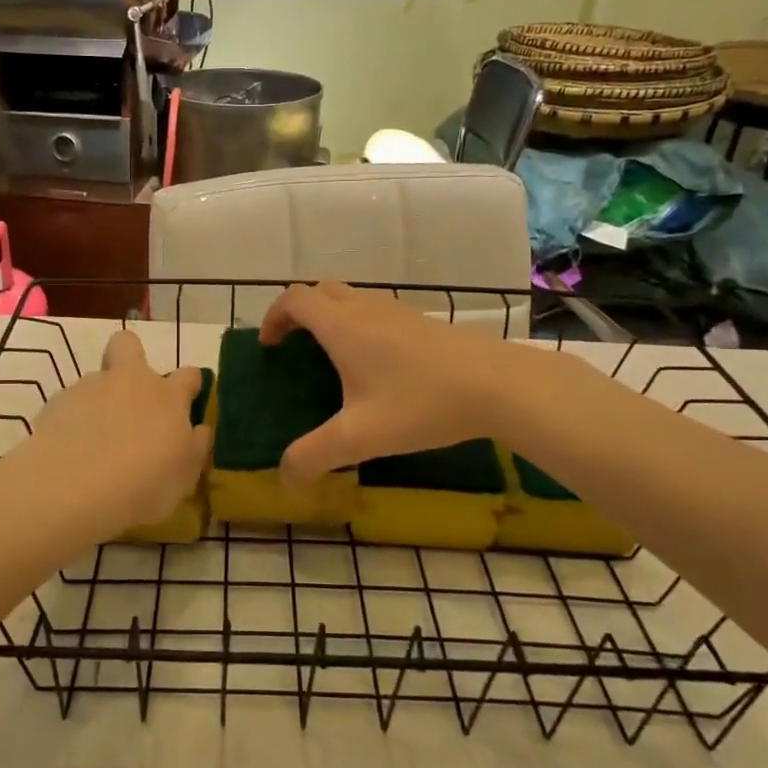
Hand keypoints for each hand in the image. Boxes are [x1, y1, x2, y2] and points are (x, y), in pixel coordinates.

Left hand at [11, 330, 211, 538]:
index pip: (188, 375)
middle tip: (130, 395)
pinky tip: (71, 452)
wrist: (73, 488)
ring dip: (100, 402)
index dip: (190, 385)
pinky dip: (73, 422)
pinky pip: (70, 405)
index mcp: (167, 396)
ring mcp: (90, 387)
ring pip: (97, 381)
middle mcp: (130, 380)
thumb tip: (200, 430)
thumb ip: (194, 448)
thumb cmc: (143, 484)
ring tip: (94, 443)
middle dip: (130, 357)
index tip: (188, 401)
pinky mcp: (57, 402)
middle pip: (129, 345)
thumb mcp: (184, 476)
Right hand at [261, 282, 537, 481]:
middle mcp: (365, 309)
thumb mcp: (360, 437)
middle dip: (299, 312)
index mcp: (342, 326)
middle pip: (320, 290)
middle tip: (294, 346)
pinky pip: (376, 310)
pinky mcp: (422, 321)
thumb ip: (315, 456)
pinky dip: (359, 323)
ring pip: (351, 297)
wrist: (498, 385)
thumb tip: (284, 476)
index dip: (273, 317)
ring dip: (330, 316)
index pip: (294, 299)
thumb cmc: (421, 403)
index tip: (270, 347)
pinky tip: (376, 364)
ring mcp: (398, 311)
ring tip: (331, 355)